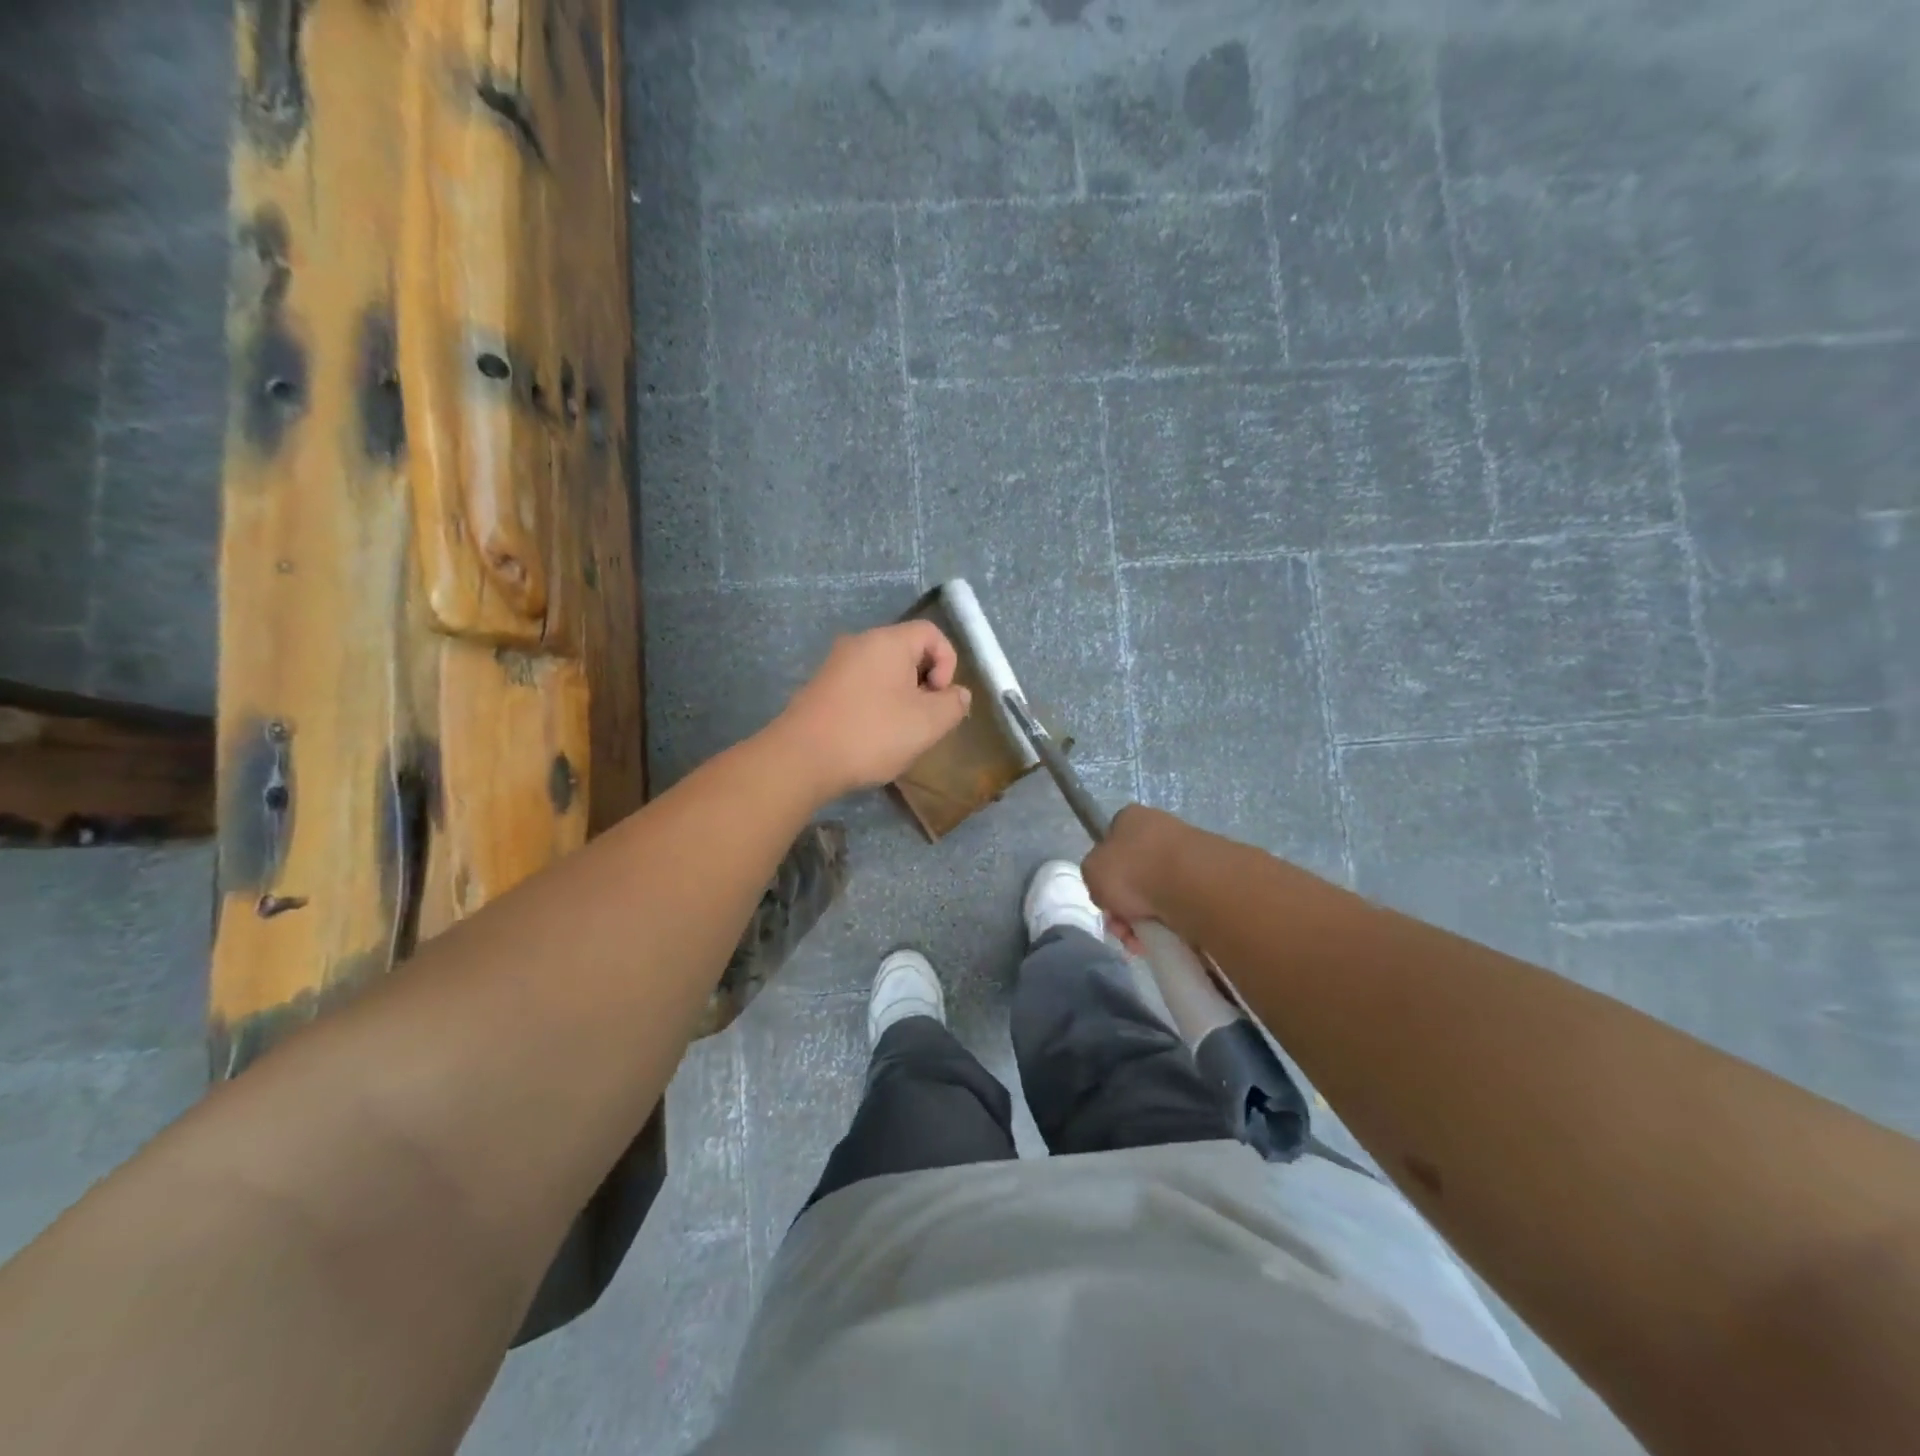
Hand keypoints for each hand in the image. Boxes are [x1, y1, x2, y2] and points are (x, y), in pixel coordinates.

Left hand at [771, 621, 972, 801]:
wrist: (801, 759)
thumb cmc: (872, 734)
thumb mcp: (928, 723)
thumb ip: (953, 704)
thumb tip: (957, 694)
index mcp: (887, 641)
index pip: (931, 633)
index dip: (948, 662)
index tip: (940, 697)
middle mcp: (859, 643)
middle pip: (907, 652)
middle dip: (924, 683)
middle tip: (924, 719)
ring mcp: (836, 665)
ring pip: (884, 672)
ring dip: (901, 698)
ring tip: (899, 733)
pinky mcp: (821, 688)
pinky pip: (861, 687)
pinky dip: (875, 705)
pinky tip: (871, 737)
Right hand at [1082, 804, 1192, 948]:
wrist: (1189, 886)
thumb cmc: (1132, 870)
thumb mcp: (1091, 871)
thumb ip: (1093, 876)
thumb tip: (1110, 889)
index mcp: (1130, 818)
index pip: (1111, 845)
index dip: (1104, 875)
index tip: (1104, 899)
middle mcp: (1159, 831)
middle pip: (1132, 876)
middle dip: (1123, 907)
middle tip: (1121, 928)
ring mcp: (1185, 856)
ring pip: (1153, 895)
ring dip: (1143, 920)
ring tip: (1141, 940)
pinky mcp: (1206, 881)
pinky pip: (1177, 907)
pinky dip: (1167, 924)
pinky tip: (1163, 938)